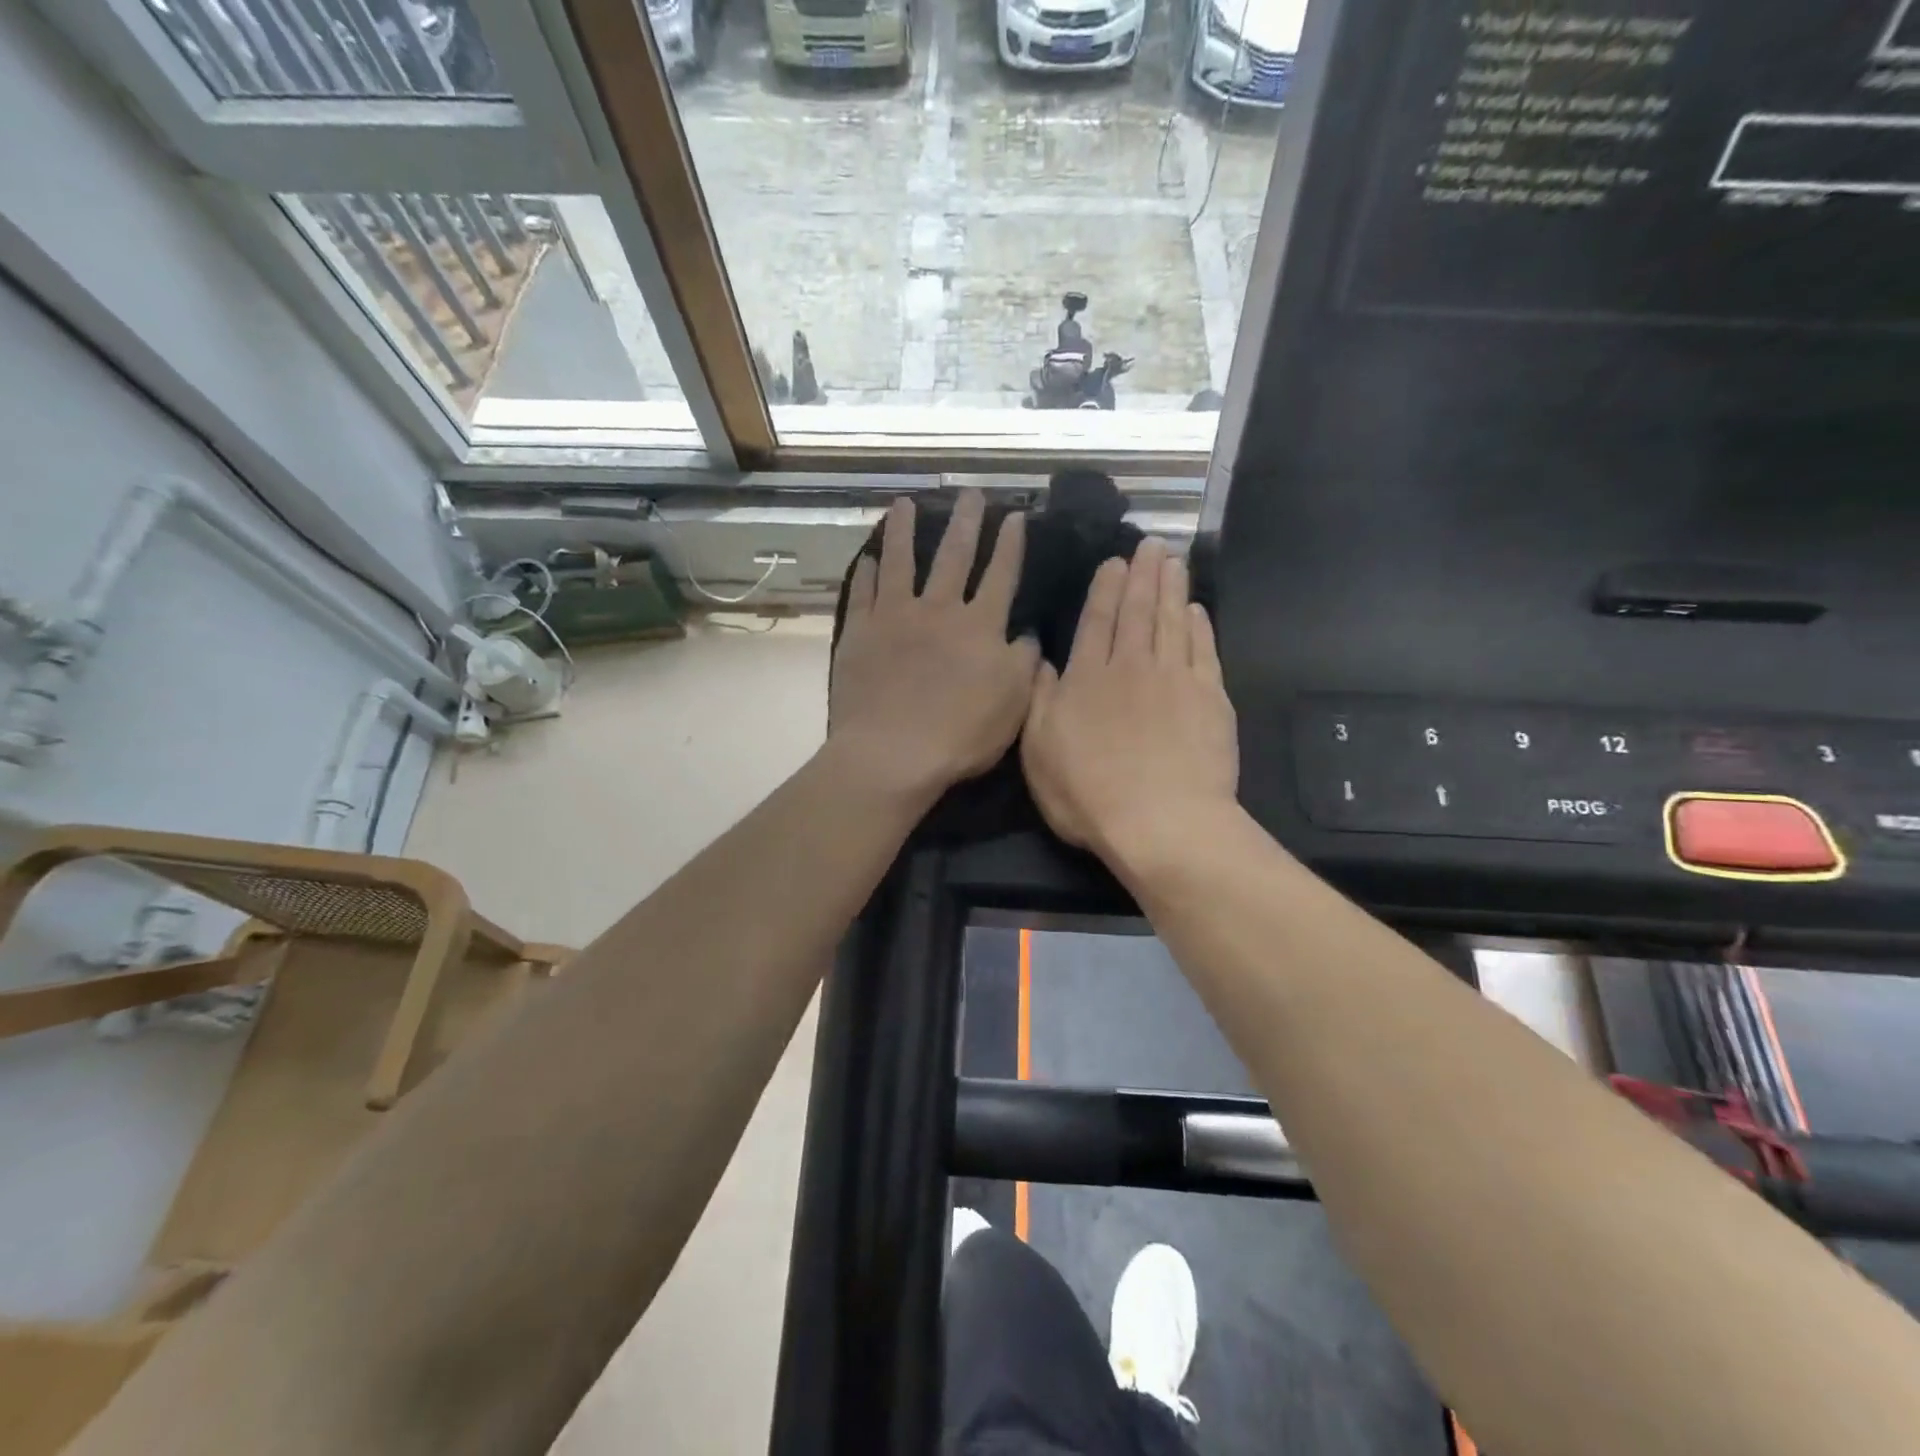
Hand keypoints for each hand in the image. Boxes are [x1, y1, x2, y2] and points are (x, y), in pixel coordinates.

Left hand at [829, 491, 1041, 800]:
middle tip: (970, 492)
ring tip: (906, 503)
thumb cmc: (961, 732)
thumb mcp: (1014, 702)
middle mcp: (938, 610)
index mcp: (980, 625)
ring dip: (906, 531)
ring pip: (902, 562)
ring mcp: (895, 617)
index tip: (1015, 516)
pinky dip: (867, 573)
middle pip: (955, 556)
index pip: (1001, 575)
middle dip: (967, 522)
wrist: (893, 752)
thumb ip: (1024, 662)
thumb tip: (1027, 634)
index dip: (1010, 544)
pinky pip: (863, 593)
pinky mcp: (860, 633)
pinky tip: (868, 558)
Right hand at [1021, 538, 1237, 863]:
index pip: (1097, 621)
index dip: (1106, 589)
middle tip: (1151, 543)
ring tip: (1174, 560)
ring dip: (1173, 588)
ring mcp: (1175, 680)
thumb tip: (1043, 661)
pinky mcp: (1210, 698)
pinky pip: (1204, 651)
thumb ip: (1038, 701)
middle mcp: (1131, 667)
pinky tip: (1197, 610)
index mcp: (1087, 679)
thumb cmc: (1088, 794)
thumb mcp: (1039, 752)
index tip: (1115, 561)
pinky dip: (1200, 626)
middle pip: (1139, 611)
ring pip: (1173, 621)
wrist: (1162, 821)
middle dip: (1143, 574)